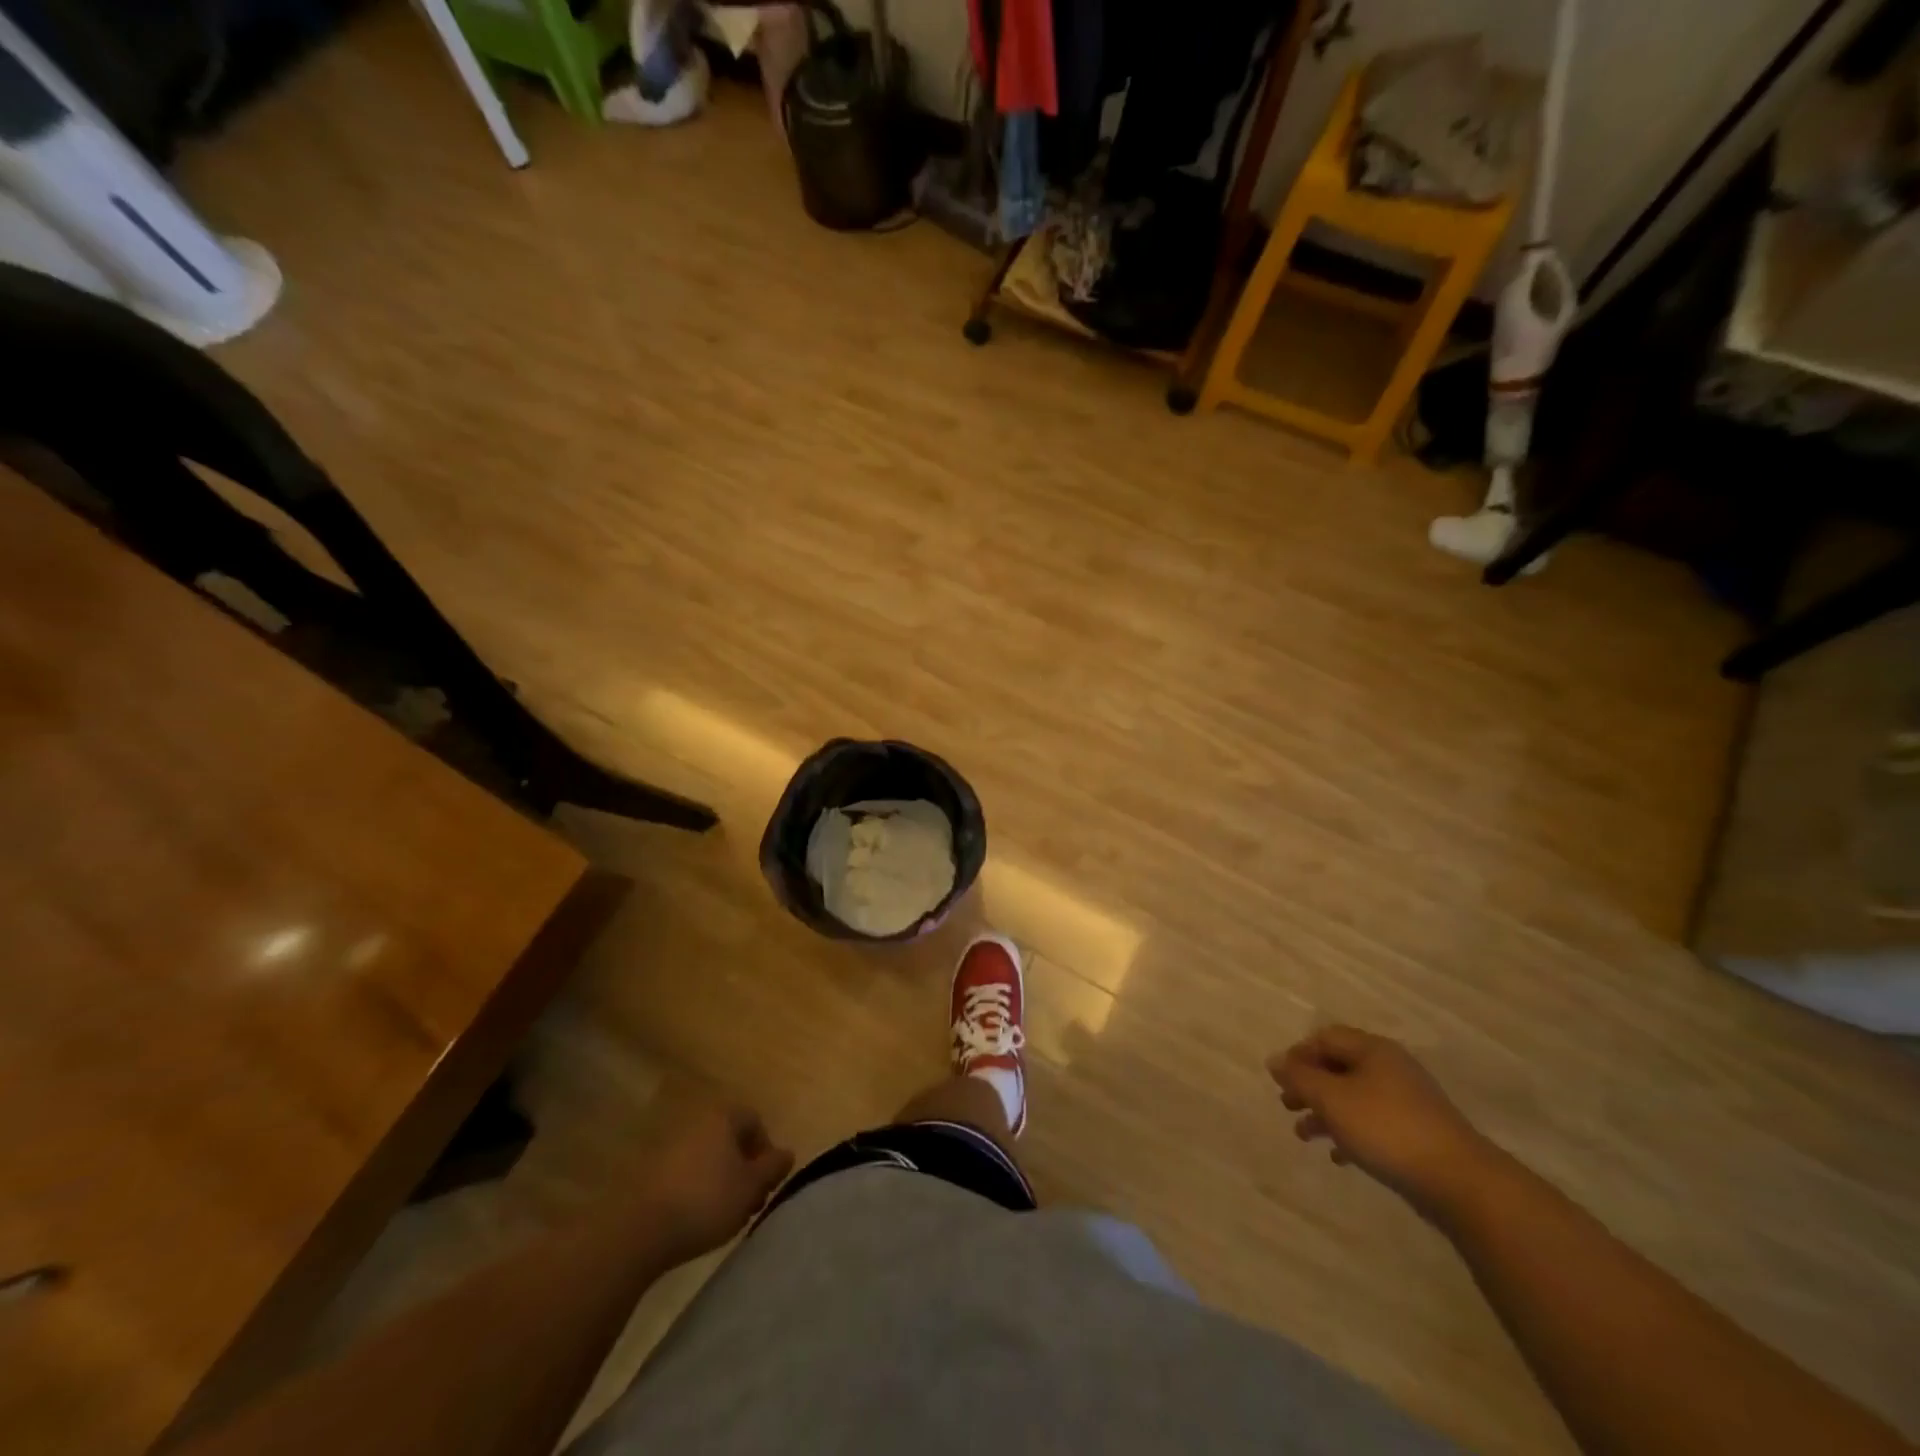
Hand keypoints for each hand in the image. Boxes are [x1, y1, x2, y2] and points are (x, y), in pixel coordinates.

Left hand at [640, 1100, 794, 1263]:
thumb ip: (773, 1168)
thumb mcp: (751, 1187)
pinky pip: (686, 1173)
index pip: (755, 1121)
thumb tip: (787, 1154)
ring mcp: (671, 1145)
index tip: (766, 1184)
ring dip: (722, 1181)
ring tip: (725, 1216)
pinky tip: (697, 1218)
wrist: (641, 1230)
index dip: (766, 1151)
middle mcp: (697, 1122)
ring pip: (709, 1157)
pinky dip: (697, 1189)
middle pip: (731, 1139)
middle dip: (745, 1169)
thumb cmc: (706, 1201)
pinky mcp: (651, 1171)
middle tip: (749, 1202)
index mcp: (723, 1117)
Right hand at [1267, 1025, 1499, 1218]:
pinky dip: (1351, 1133)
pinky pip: (1374, 1123)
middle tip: (1286, 1104)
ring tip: (1303, 1135)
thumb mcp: (1332, 1099)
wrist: (1460, 1182)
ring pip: (1354, 1097)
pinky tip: (1339, 1156)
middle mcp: (1391, 1068)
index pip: (1326, 1037)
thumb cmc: (1387, 1129)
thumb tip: (1274, 1060)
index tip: (1280, 1079)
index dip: (1298, 1053)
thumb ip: (1299, 1077)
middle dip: (1309, 1085)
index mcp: (1373, 1050)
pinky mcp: (1419, 1134)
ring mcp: (1408, 1102)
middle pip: (1339, 1067)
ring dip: (1325, 1112)